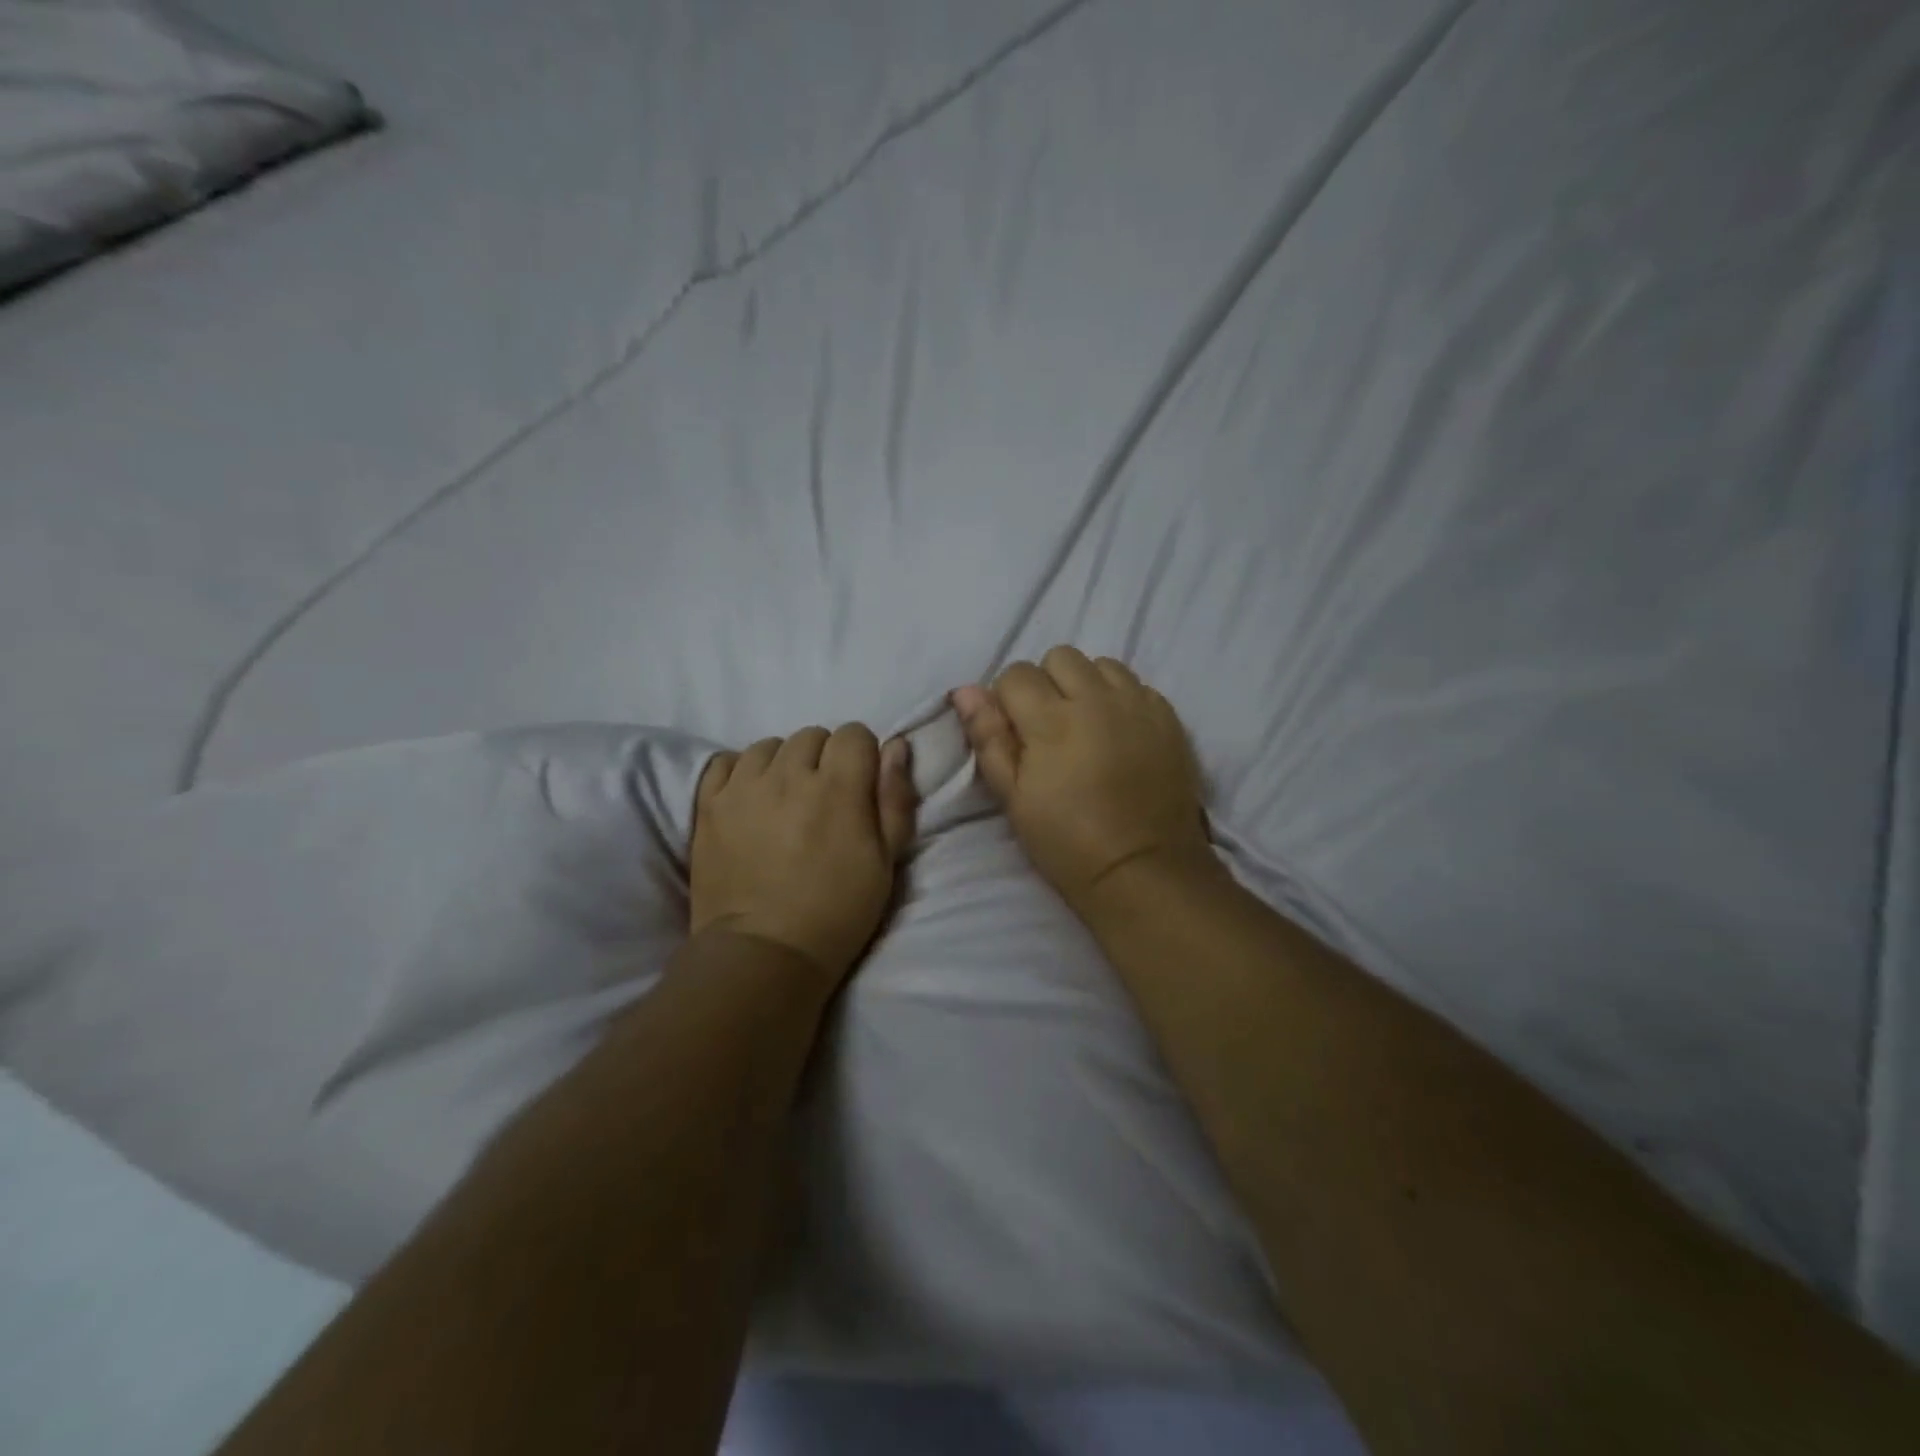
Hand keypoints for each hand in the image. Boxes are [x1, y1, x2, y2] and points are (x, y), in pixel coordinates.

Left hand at [690, 725, 917, 985]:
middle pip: (811, 736)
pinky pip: (726, 762)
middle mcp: (788, 775)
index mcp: (838, 787)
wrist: (764, 953)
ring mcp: (743, 787)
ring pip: (769, 745)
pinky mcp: (709, 804)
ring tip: (784, 800)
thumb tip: (895, 745)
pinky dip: (742, 771)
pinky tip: (751, 799)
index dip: (862, 756)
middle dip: (823, 758)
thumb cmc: (837, 911)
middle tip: (823, 799)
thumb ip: (894, 798)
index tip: (859, 786)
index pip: (853, 734)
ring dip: (782, 764)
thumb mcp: (886, 862)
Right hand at [951, 646, 1217, 915]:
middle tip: (1049, 728)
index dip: (1007, 700)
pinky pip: (1137, 684)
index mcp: (1052, 719)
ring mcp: (1138, 704)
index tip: (1015, 734)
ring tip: (1087, 725)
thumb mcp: (1012, 797)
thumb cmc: (1067, 841)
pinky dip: (1121, 698)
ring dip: (1086, 685)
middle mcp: (1097, 698)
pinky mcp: (1169, 717)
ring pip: (1101, 664)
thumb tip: (965, 690)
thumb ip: (989, 738)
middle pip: (1059, 657)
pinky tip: (1119, 733)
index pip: (1015, 673)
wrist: (1143, 869)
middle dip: (1045, 683)